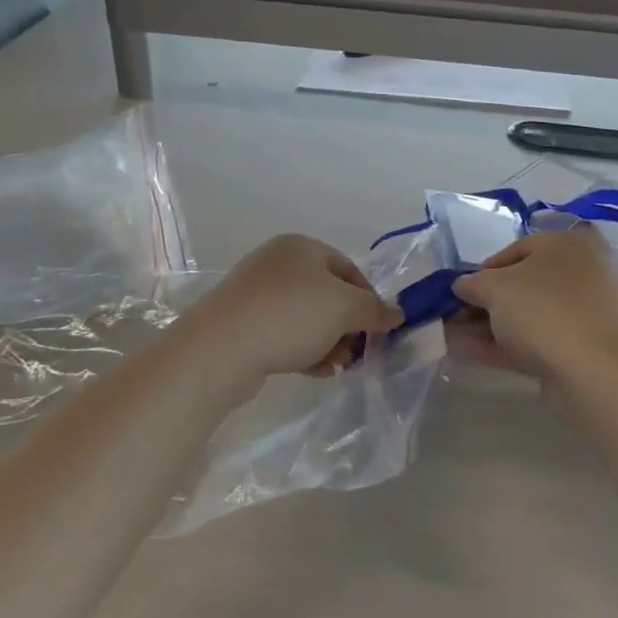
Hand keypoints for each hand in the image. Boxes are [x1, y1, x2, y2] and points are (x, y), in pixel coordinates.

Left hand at [182, 234, 400, 381]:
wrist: (220, 348)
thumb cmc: (290, 316)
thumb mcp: (344, 308)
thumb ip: (375, 310)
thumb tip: (397, 313)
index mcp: (302, 247)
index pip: (348, 268)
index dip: (369, 298)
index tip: (378, 329)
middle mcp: (278, 262)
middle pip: (327, 294)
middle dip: (347, 325)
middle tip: (357, 354)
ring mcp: (256, 292)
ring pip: (306, 316)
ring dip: (328, 341)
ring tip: (336, 367)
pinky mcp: (242, 322)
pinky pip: (283, 332)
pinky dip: (303, 349)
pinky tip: (314, 371)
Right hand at [450, 228, 617, 384]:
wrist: (590, 372)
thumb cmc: (541, 310)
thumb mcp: (494, 288)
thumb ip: (472, 283)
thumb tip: (462, 285)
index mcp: (567, 245)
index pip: (517, 249)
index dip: (484, 269)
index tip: (462, 290)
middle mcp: (581, 273)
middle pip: (523, 284)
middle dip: (485, 302)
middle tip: (456, 316)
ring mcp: (583, 313)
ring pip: (528, 315)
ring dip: (490, 325)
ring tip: (454, 337)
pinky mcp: (580, 347)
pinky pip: (536, 339)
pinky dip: (504, 344)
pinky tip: (468, 354)